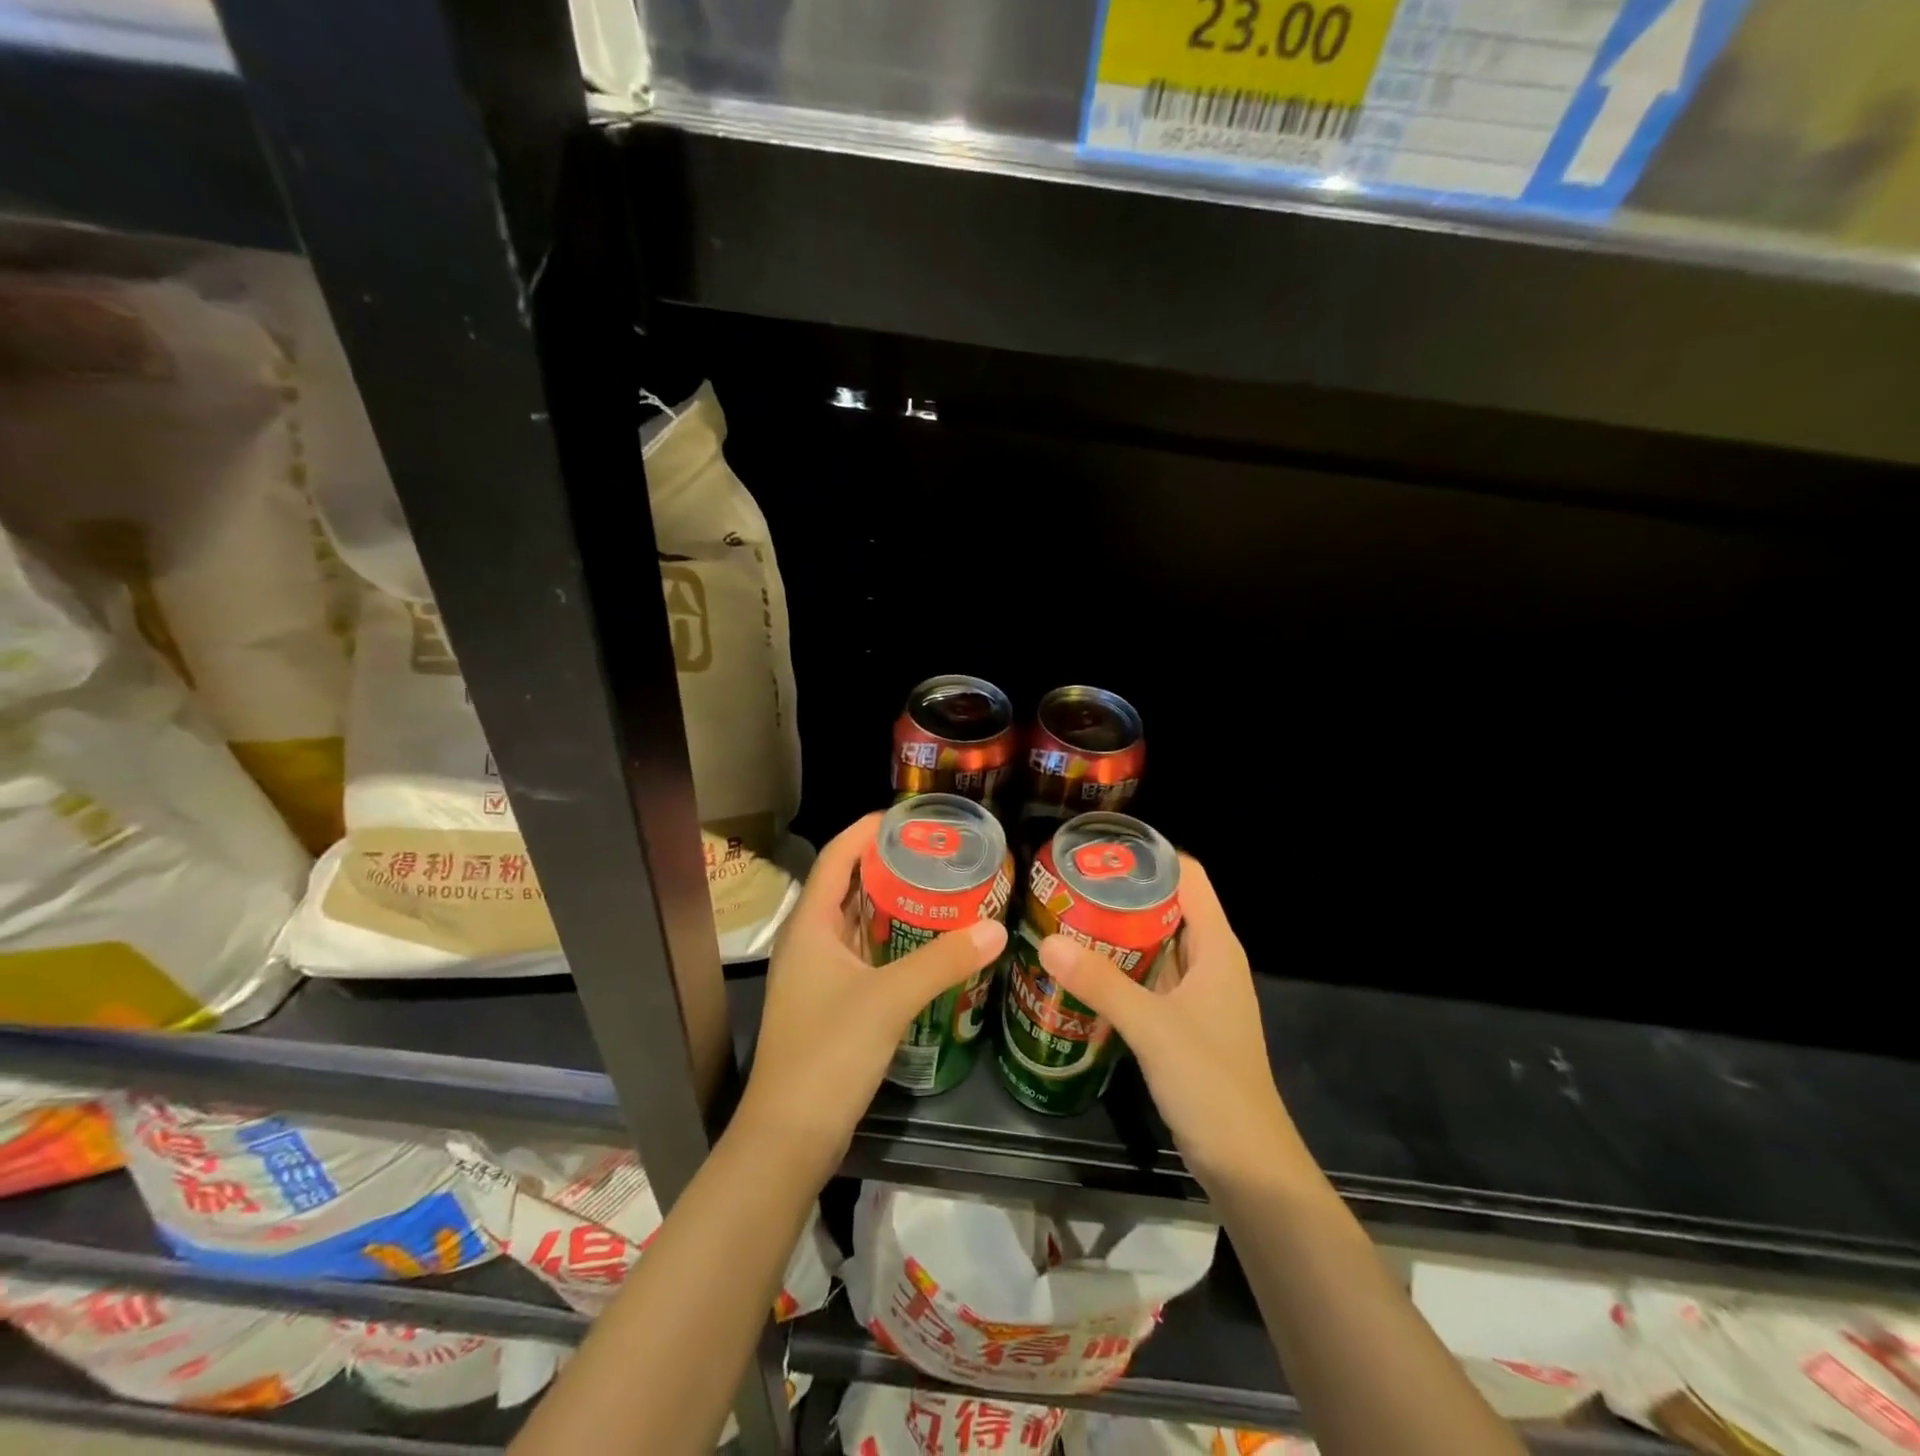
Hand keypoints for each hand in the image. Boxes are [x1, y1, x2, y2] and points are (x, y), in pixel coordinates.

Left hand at [735, 813, 1007, 1177]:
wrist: (790, 1137)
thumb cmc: (828, 1053)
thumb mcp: (889, 1000)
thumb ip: (942, 961)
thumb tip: (996, 928)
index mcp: (810, 925)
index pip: (835, 857)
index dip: (865, 830)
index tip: (907, 816)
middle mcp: (810, 942)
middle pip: (847, 885)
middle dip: (887, 864)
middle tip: (936, 853)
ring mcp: (819, 975)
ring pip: (857, 922)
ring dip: (892, 904)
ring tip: (939, 888)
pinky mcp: (832, 1003)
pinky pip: (865, 955)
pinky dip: (893, 941)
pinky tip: (927, 944)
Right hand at [1036, 855, 1311, 1193]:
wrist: (1247, 1165)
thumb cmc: (1211, 1083)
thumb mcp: (1152, 1027)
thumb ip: (1101, 983)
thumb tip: (1047, 941)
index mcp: (1217, 947)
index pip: (1189, 877)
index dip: (1150, 855)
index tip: (1100, 849)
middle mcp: (1210, 961)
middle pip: (1167, 907)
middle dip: (1122, 893)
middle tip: (1068, 883)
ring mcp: (1198, 994)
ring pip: (1156, 944)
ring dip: (1117, 932)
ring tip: (1066, 917)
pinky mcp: (1184, 1023)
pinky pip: (1149, 979)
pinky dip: (1120, 968)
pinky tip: (1083, 970)